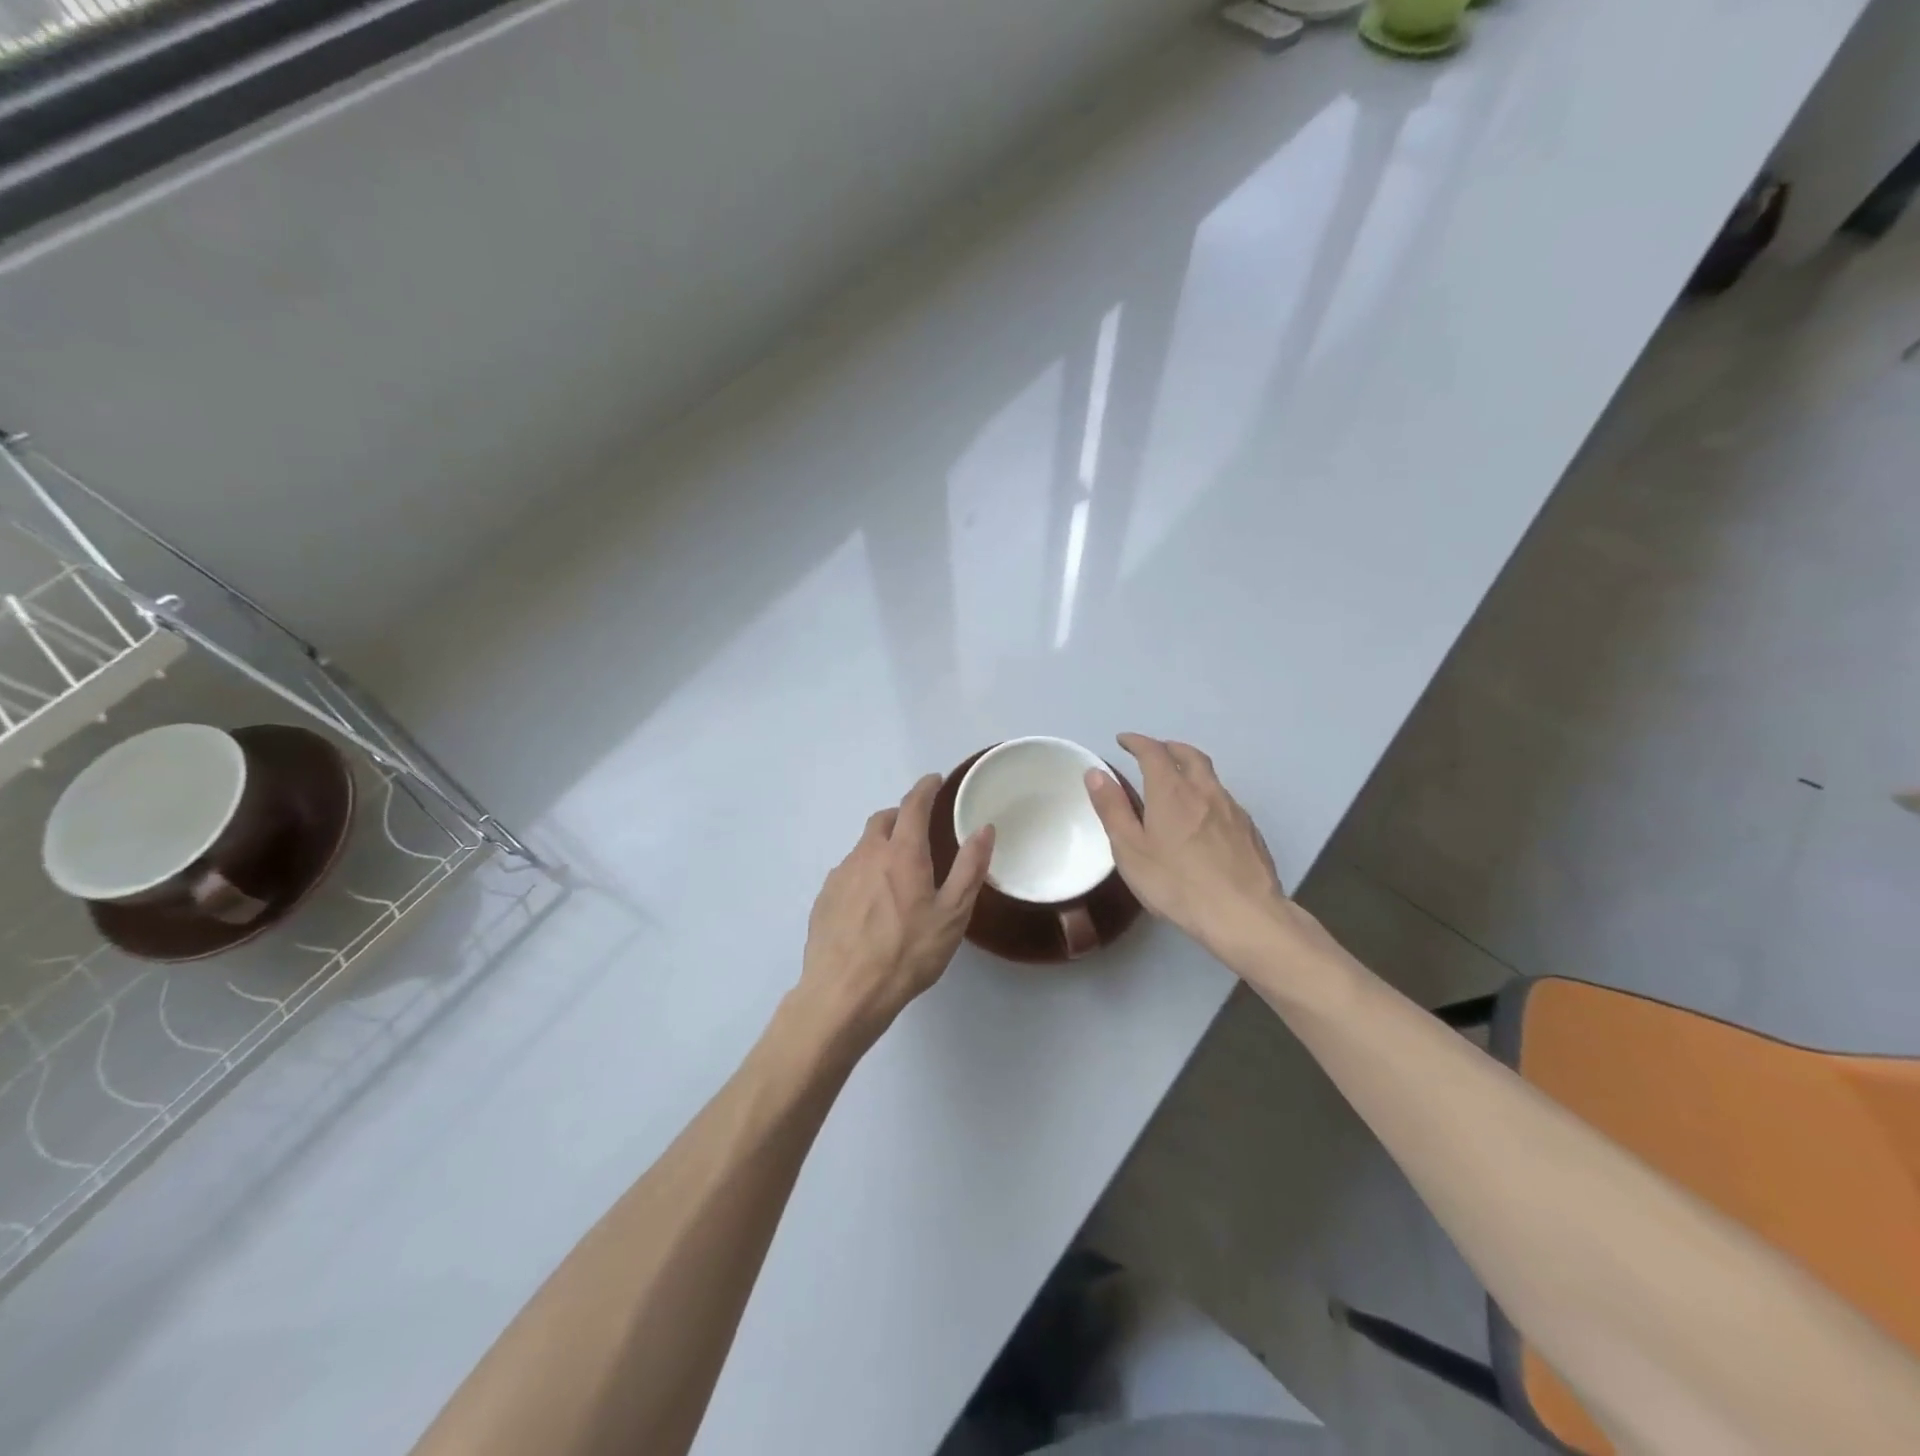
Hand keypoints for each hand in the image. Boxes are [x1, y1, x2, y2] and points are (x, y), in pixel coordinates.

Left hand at [795, 774, 993, 1049]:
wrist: (844, 993)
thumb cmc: (907, 953)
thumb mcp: (952, 914)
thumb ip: (969, 868)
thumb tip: (984, 828)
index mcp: (902, 853)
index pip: (913, 805)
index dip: (925, 788)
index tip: (934, 780)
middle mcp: (867, 855)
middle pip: (882, 820)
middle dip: (901, 815)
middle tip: (918, 829)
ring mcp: (840, 876)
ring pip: (863, 847)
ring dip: (881, 846)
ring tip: (897, 873)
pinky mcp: (824, 898)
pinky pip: (848, 872)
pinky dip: (864, 872)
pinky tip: (871, 903)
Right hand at [1084, 733, 1289, 961]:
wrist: (1243, 914)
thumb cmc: (1177, 883)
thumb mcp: (1130, 850)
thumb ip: (1112, 809)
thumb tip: (1096, 772)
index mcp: (1172, 791)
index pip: (1153, 751)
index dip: (1137, 742)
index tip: (1124, 741)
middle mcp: (1205, 790)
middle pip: (1189, 754)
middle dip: (1168, 748)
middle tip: (1154, 753)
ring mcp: (1233, 809)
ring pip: (1210, 776)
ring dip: (1191, 770)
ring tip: (1178, 784)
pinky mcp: (1250, 830)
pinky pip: (1224, 800)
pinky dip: (1208, 795)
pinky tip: (1204, 819)